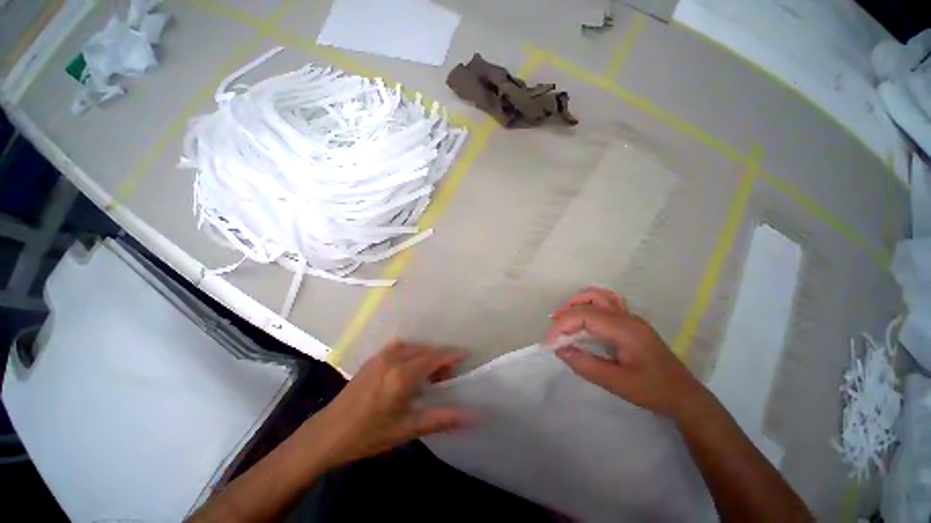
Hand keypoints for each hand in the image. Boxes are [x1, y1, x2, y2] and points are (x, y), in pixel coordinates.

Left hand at [302, 341, 471, 468]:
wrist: (327, 433)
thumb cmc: (368, 435)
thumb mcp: (406, 430)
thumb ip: (441, 419)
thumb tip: (471, 417)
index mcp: (402, 375)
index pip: (434, 357)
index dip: (451, 355)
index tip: (465, 356)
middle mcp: (393, 359)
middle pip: (425, 350)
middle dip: (439, 357)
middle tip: (448, 373)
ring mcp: (380, 356)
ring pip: (412, 346)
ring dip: (425, 353)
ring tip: (430, 371)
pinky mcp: (372, 359)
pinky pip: (399, 347)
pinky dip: (411, 352)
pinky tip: (409, 366)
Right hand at [548, 287, 706, 417]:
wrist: (684, 395)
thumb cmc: (652, 390)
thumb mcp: (616, 383)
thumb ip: (585, 365)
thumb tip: (559, 349)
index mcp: (624, 329)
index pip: (585, 315)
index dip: (563, 325)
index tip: (551, 343)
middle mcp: (627, 317)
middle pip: (590, 301)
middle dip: (567, 313)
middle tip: (554, 330)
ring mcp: (630, 317)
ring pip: (599, 296)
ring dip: (577, 303)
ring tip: (563, 318)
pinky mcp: (631, 322)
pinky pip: (607, 301)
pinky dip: (590, 303)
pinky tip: (583, 315)